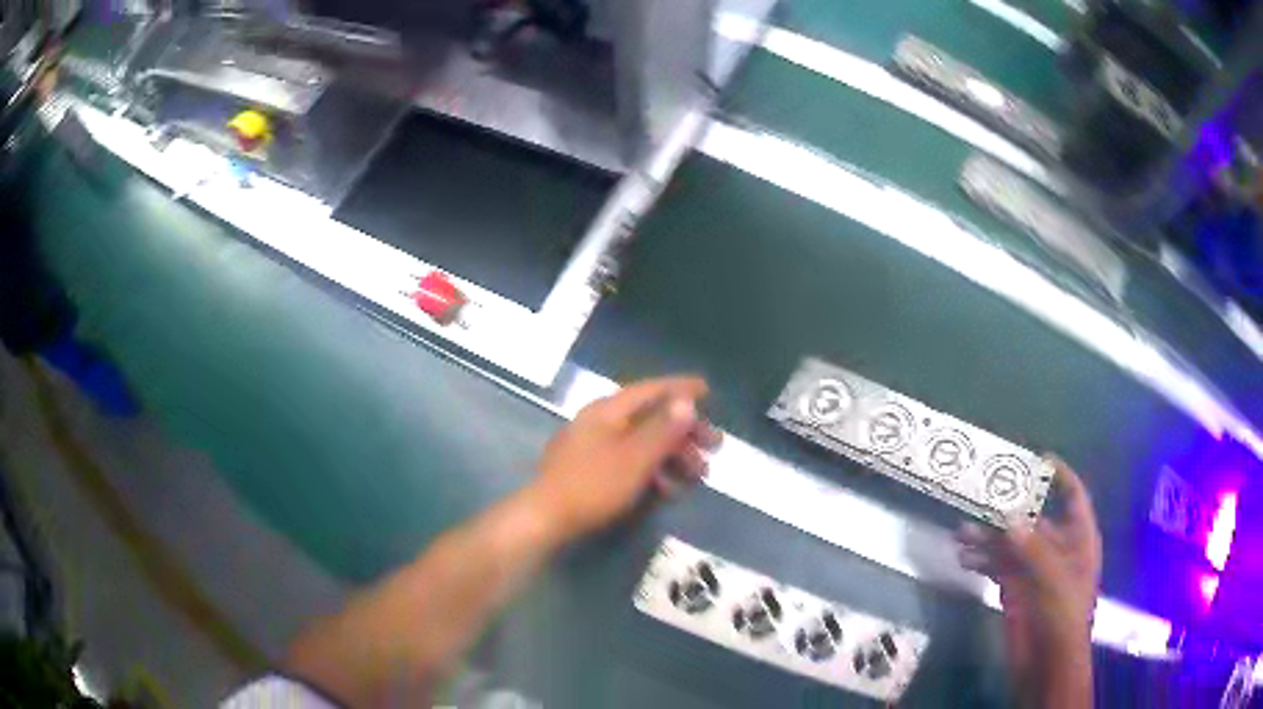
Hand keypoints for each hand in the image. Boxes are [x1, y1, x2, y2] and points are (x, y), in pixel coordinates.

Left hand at [526, 376, 720, 542]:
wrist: (545, 518)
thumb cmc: (593, 485)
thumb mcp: (635, 457)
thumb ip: (663, 429)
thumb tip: (686, 401)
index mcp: (608, 411)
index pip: (651, 390)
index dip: (681, 389)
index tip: (708, 391)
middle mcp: (600, 422)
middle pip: (650, 419)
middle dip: (685, 433)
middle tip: (715, 447)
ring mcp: (592, 447)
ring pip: (642, 444)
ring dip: (673, 457)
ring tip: (698, 477)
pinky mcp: (590, 471)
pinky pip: (629, 463)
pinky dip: (653, 472)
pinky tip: (668, 491)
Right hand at [956, 458, 1101, 705]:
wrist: (1047, 664)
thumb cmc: (1063, 616)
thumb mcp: (1054, 580)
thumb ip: (1033, 549)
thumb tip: (1010, 518)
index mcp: (1077, 538)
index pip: (1073, 496)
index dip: (1059, 476)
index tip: (1037, 459)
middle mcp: (1056, 548)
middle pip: (1033, 518)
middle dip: (1008, 509)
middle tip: (982, 496)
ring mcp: (1034, 569)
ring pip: (1010, 542)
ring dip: (987, 537)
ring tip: (961, 533)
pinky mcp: (1014, 589)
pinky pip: (996, 566)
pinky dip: (981, 560)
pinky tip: (964, 559)